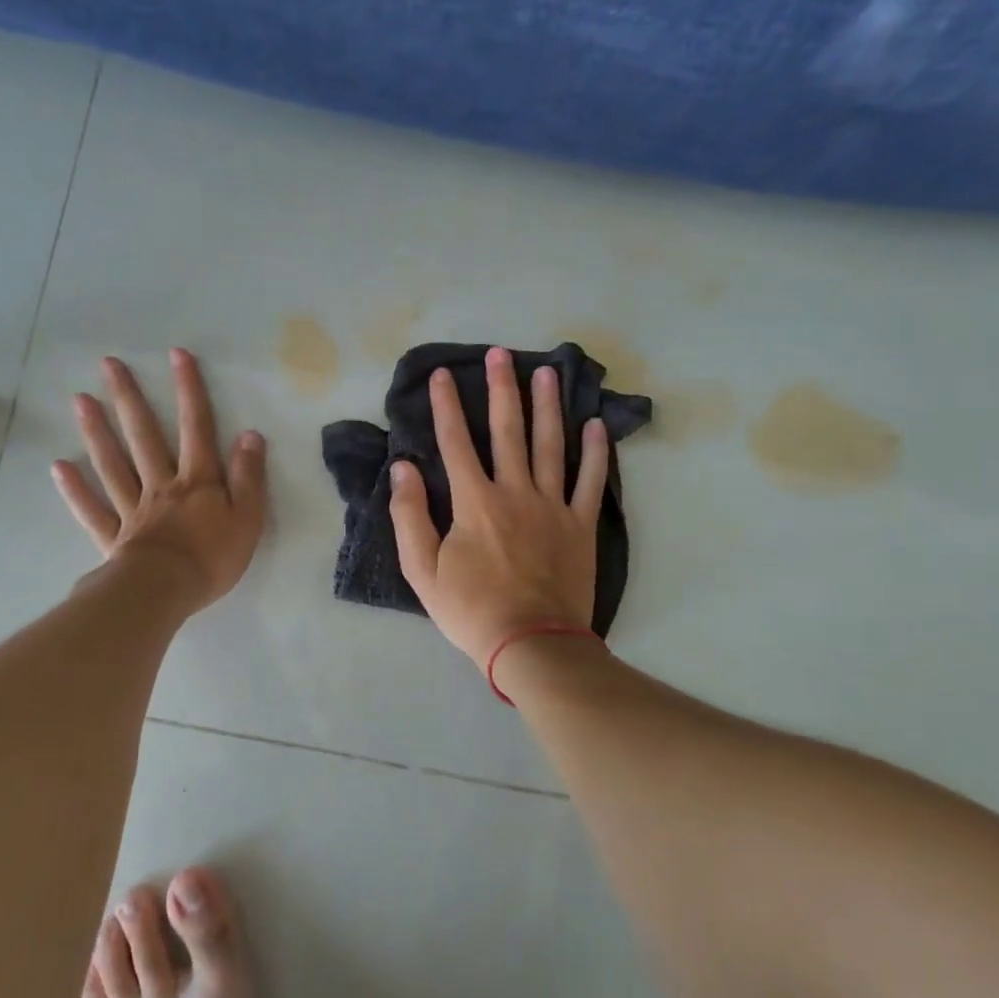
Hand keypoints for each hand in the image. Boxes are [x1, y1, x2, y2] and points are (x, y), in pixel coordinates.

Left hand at [52, 349, 267, 615]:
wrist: (165, 592)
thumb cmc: (213, 558)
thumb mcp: (248, 518)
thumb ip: (249, 477)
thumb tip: (250, 435)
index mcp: (198, 481)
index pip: (197, 427)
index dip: (190, 390)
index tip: (177, 354)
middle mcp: (162, 485)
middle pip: (144, 436)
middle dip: (130, 398)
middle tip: (109, 365)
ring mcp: (133, 509)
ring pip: (113, 464)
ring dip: (97, 432)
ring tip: (80, 400)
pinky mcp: (114, 536)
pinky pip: (93, 510)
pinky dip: (76, 489)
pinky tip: (59, 466)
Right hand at [391, 345, 607, 668]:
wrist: (531, 644)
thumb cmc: (470, 609)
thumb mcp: (421, 569)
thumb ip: (410, 515)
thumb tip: (403, 467)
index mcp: (474, 501)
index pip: (456, 442)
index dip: (446, 406)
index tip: (442, 375)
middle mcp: (514, 491)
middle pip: (508, 431)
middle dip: (502, 389)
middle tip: (501, 353)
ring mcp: (553, 506)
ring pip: (551, 445)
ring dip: (548, 406)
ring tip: (548, 371)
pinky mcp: (581, 525)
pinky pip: (591, 481)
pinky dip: (596, 452)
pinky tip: (595, 425)